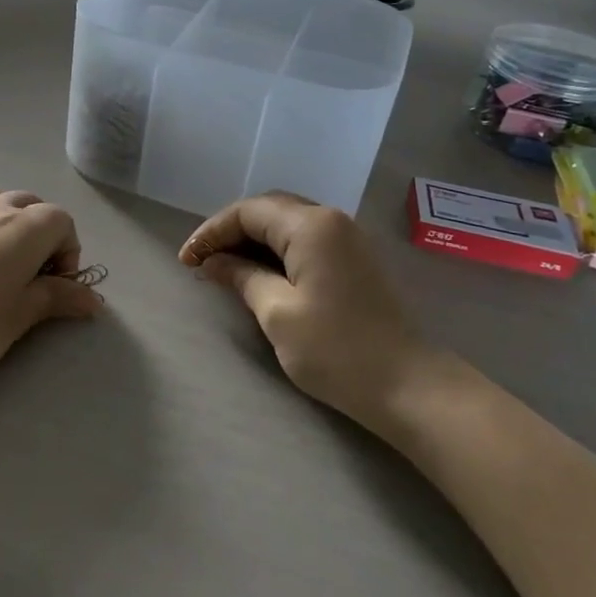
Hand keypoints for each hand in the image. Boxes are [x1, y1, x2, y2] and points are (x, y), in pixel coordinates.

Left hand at [0, 188, 101, 381]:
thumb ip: (57, 300)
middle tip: (33, 277)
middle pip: (32, 204)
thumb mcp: (19, 317)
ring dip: (10, 221)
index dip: (69, 253)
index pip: (63, 222)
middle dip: (43, 234)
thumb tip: (94, 299)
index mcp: (26, 228)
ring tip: (3, 259)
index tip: (56, 288)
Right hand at [180, 192, 443, 430]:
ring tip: (224, 268)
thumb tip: (213, 263)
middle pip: (268, 210)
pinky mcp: (355, 260)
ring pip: (287, 224)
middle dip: (230, 232)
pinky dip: (276, 251)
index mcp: (311, 226)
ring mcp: (347, 239)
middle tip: (202, 261)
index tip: (186, 262)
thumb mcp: (277, 313)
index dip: (211, 232)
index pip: (248, 212)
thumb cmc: (337, 350)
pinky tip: (259, 274)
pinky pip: (305, 241)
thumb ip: (242, 277)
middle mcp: (331, 220)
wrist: (409, 386)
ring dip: (252, 241)